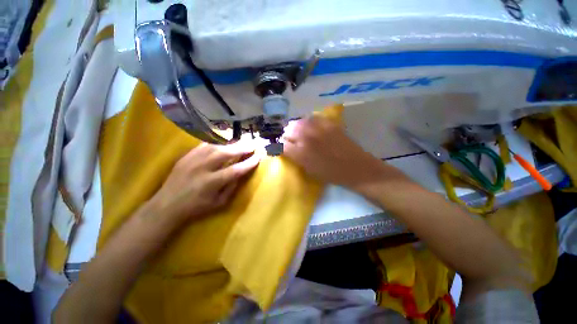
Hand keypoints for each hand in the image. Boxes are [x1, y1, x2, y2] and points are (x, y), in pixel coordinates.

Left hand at [149, 142, 260, 223]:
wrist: (167, 205)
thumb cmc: (196, 207)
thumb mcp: (219, 203)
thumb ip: (232, 187)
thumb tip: (241, 173)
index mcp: (212, 183)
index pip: (236, 170)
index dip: (249, 163)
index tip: (258, 157)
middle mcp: (203, 168)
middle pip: (226, 153)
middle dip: (242, 148)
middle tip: (252, 144)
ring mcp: (193, 160)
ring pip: (215, 147)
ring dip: (231, 144)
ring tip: (241, 142)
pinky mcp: (186, 156)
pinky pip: (203, 145)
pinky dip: (216, 143)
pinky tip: (223, 142)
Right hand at [283, 117, 401, 192]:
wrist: (357, 167)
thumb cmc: (332, 174)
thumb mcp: (309, 170)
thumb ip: (296, 158)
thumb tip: (286, 149)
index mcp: (302, 153)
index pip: (282, 145)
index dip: (279, 146)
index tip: (281, 148)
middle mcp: (307, 137)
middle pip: (288, 129)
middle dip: (287, 136)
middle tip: (291, 141)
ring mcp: (319, 128)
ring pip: (299, 121)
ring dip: (296, 128)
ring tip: (300, 134)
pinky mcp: (329, 123)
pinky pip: (312, 118)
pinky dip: (308, 122)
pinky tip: (311, 128)